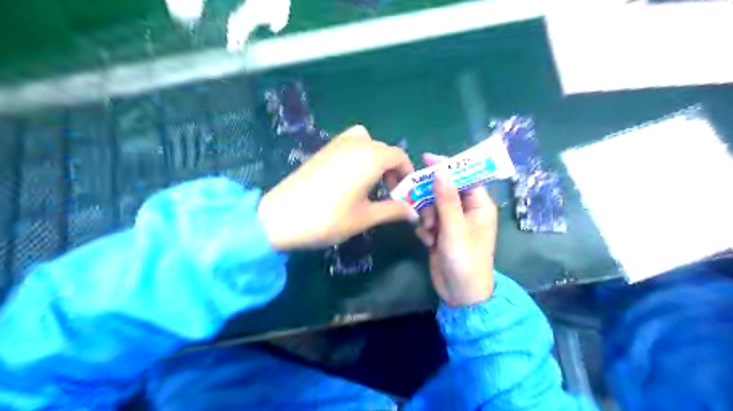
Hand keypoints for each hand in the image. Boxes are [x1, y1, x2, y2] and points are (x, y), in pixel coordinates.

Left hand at [256, 125, 417, 251]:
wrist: (281, 217)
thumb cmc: (328, 218)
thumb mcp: (365, 217)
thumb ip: (393, 211)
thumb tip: (413, 213)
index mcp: (370, 157)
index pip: (399, 156)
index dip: (406, 173)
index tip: (404, 194)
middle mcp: (356, 144)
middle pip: (384, 149)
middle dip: (392, 169)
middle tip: (388, 193)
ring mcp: (336, 144)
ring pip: (366, 142)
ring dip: (375, 158)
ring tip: (370, 183)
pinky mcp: (322, 151)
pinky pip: (349, 143)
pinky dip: (358, 154)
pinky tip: (351, 177)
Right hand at [412, 153, 498, 306]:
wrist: (460, 294)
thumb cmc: (465, 260)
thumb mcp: (454, 228)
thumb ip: (446, 199)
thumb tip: (441, 170)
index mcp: (479, 205)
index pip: (465, 176)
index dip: (447, 166)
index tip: (426, 159)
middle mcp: (467, 210)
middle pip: (444, 190)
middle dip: (432, 200)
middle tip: (427, 214)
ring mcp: (453, 222)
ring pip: (433, 205)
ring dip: (427, 216)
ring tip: (429, 232)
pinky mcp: (442, 232)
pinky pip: (428, 219)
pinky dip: (425, 228)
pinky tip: (428, 242)